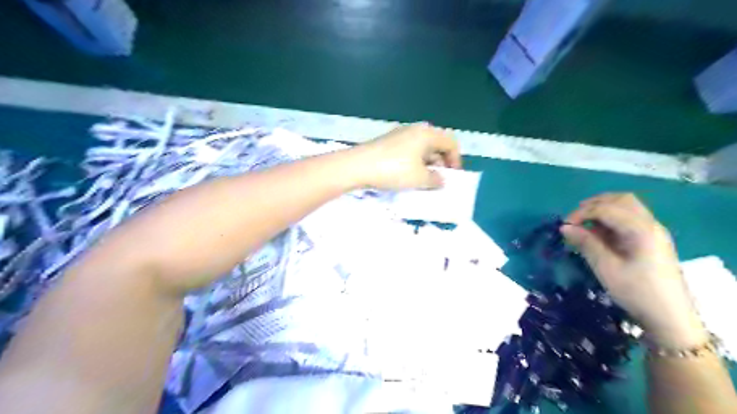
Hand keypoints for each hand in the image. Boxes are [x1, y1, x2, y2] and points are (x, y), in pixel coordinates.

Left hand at [350, 119, 458, 188]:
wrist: (358, 166)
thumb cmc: (394, 170)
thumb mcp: (419, 178)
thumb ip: (435, 179)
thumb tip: (441, 180)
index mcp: (427, 134)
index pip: (451, 142)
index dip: (456, 160)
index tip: (453, 176)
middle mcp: (415, 130)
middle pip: (436, 144)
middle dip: (441, 162)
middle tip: (439, 180)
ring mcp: (400, 135)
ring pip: (422, 148)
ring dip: (427, 164)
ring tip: (424, 181)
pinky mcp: (388, 143)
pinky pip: (409, 151)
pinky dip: (414, 162)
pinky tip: (408, 176)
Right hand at [563, 193, 703, 347]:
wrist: (670, 318)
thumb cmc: (636, 293)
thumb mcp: (606, 268)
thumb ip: (586, 243)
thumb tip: (564, 227)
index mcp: (641, 230)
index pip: (606, 208)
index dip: (581, 213)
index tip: (563, 226)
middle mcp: (650, 224)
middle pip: (621, 200)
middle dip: (594, 204)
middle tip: (574, 219)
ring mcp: (654, 232)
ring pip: (627, 207)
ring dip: (603, 209)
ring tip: (584, 224)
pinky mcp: (652, 241)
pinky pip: (630, 219)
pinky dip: (611, 219)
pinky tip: (599, 233)